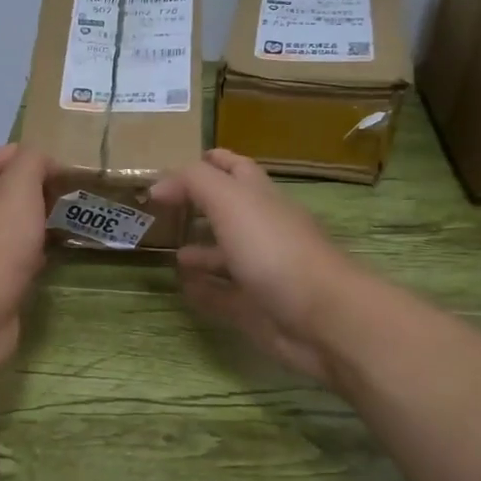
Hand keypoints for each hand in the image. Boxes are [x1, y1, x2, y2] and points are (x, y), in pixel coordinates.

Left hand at [0, 144, 50, 367]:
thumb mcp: (17, 190)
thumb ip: (31, 164)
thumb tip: (43, 160)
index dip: (1, 155)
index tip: (39, 162)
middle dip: (25, 193)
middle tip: (60, 194)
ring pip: (5, 232)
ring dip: (31, 226)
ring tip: (63, 222)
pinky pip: (13, 265)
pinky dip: (33, 258)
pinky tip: (53, 258)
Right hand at [150, 149, 361, 381]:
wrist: (320, 318)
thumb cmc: (275, 250)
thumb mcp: (231, 202)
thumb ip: (194, 183)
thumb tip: (159, 183)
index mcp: (262, 199)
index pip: (236, 169)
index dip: (212, 162)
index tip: (178, 164)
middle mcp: (263, 230)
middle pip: (230, 212)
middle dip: (200, 207)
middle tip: (164, 209)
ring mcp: (261, 271)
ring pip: (226, 256)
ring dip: (200, 251)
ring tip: (169, 252)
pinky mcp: (256, 309)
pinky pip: (223, 296)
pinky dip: (203, 291)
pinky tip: (183, 288)